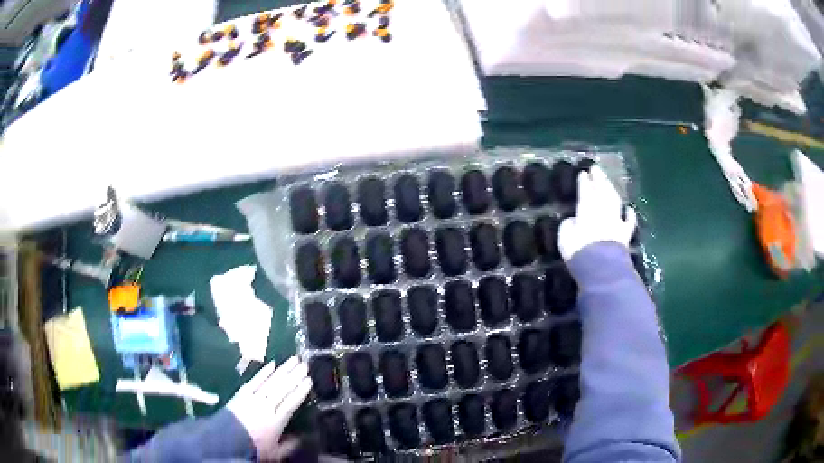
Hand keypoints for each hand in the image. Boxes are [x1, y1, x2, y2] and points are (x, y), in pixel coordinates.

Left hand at [227, 357, 311, 460]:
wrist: (225, 442)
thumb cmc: (252, 449)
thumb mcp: (275, 453)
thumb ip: (289, 445)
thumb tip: (302, 438)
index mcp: (276, 421)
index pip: (291, 402)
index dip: (301, 391)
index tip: (309, 380)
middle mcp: (266, 406)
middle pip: (282, 388)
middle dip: (295, 375)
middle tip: (304, 364)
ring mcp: (253, 398)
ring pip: (271, 381)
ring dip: (283, 370)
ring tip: (293, 360)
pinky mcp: (242, 394)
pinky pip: (255, 380)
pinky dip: (263, 372)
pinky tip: (271, 364)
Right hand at [558, 166, 636, 260]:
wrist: (601, 268)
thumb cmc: (579, 251)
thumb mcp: (565, 238)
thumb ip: (568, 226)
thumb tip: (572, 221)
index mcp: (587, 209)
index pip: (586, 191)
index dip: (584, 182)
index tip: (583, 173)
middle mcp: (603, 211)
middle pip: (602, 191)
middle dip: (599, 179)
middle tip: (596, 169)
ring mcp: (616, 222)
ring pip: (615, 201)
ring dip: (612, 191)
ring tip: (609, 183)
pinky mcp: (625, 235)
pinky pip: (629, 223)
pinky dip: (630, 215)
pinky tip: (630, 209)